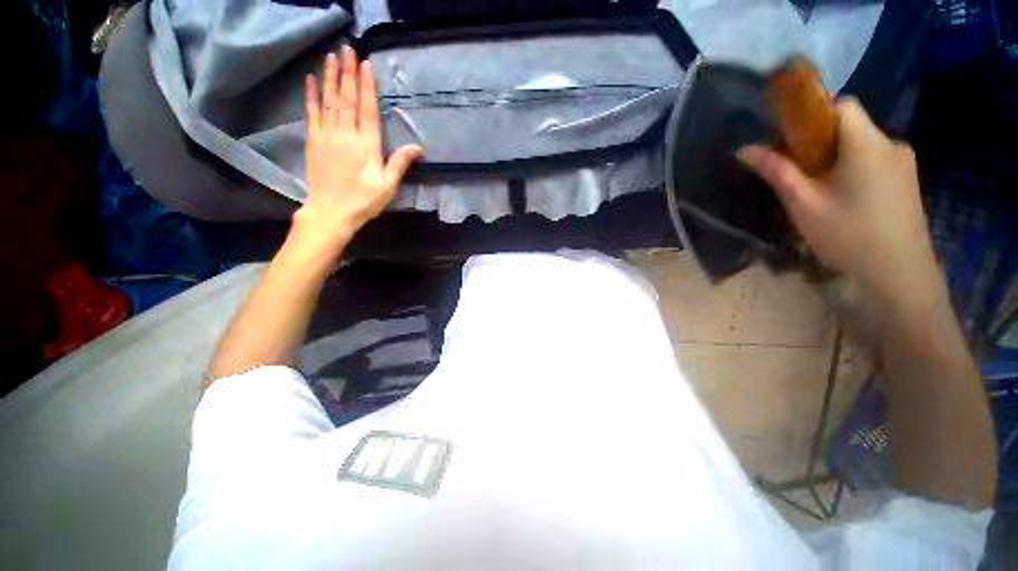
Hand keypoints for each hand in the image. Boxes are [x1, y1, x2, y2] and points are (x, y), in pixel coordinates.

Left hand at [296, 46, 422, 247]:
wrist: (331, 212)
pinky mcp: (314, 141)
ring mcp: (327, 136)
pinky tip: (311, 80)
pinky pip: (312, 113)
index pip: (367, 110)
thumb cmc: (364, 201)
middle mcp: (346, 135)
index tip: (366, 64)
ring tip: (331, 56)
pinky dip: (311, 95)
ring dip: (330, 77)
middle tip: (347, 48)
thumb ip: (400, 164)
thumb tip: (418, 147)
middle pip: (347, 99)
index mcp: (367, 146)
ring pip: (329, 101)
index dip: (367, 86)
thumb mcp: (388, 186)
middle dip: (347, 72)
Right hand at [738, 98, 940, 307]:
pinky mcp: (908, 181)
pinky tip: (844, 200)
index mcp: (867, 143)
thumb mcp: (804, 204)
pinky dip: (854, 170)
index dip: (813, 114)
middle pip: (850, 126)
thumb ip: (777, 172)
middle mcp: (891, 144)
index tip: (790, 140)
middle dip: (820, 142)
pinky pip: (874, 162)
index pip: (841, 105)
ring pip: (862, 146)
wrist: (900, 276)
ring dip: (836, 159)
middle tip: (798, 174)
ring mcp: (904, 163)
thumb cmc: (848, 235)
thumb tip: (744, 149)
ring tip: (818, 192)